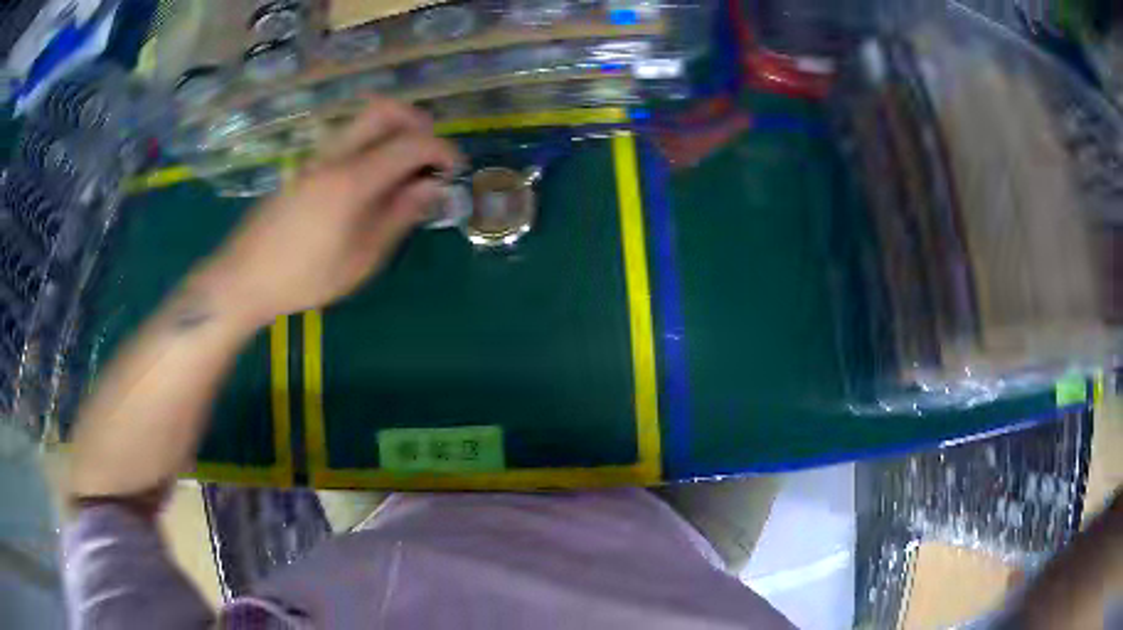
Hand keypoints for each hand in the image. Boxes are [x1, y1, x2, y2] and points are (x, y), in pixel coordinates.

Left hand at [202, 98, 461, 329]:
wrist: (245, 278)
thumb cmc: (305, 278)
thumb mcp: (361, 258)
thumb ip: (398, 216)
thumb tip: (431, 186)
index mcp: (352, 180)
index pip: (411, 143)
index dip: (442, 150)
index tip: (455, 170)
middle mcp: (335, 156)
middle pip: (384, 110)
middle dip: (417, 122)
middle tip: (429, 155)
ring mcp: (316, 157)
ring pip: (363, 121)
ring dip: (393, 132)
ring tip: (404, 171)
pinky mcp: (304, 166)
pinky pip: (347, 140)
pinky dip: (372, 145)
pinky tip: (372, 183)